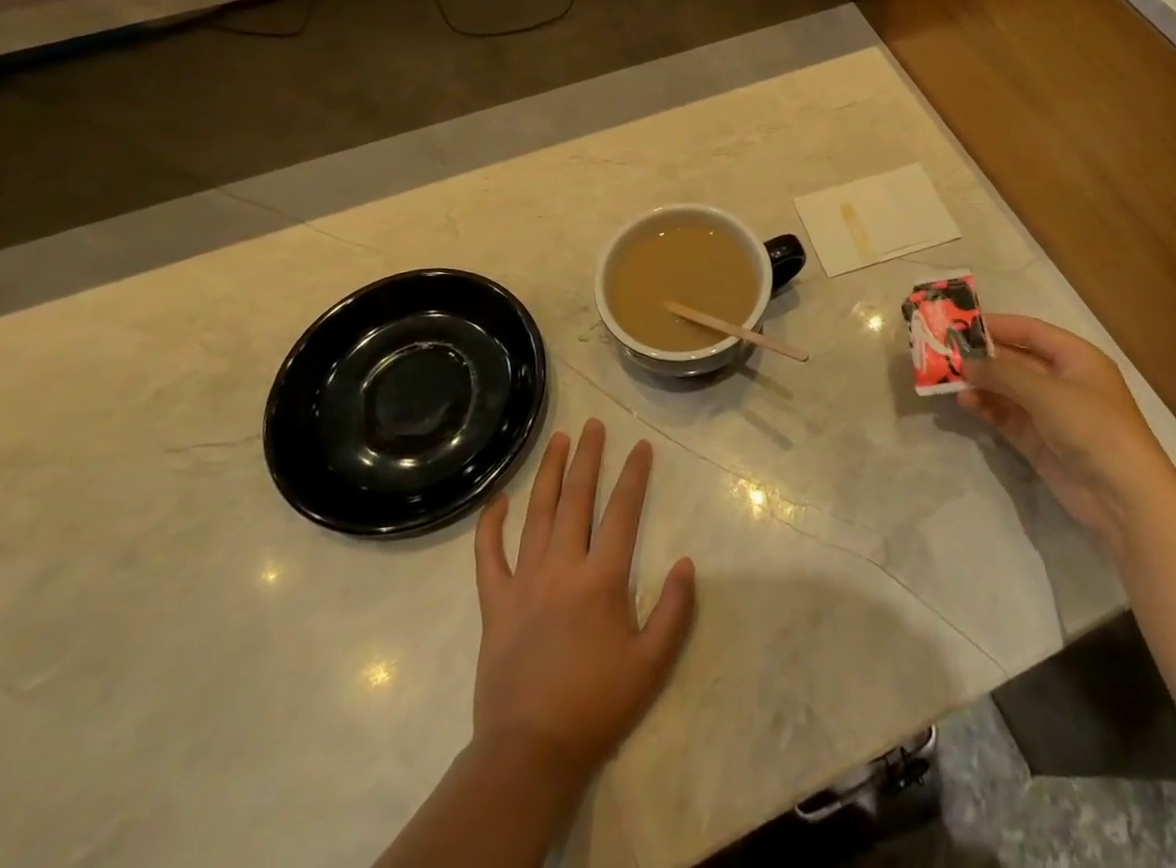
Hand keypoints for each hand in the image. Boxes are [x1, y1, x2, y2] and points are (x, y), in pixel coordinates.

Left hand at [472, 419, 696, 782]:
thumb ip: (674, 611)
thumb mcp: (652, 665)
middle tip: (594, 425)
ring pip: (537, 513)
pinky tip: (498, 499)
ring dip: (549, 473)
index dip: (634, 475)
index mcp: (601, 579)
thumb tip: (686, 562)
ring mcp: (524, 581)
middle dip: (588, 457)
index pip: (623, 512)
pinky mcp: (495, 602)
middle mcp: (562, 567)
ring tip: (559, 440)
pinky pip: (488, 555)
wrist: (530, 751)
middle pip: (577, 499)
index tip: (642, 446)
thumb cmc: (596, 706)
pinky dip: (491, 524)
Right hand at [959, 314, 1175, 556]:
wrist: (1124, 498)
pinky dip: (986, 408)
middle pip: (1016, 360)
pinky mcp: (1039, 440)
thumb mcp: (1046, 392)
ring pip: (1007, 389)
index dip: (997, 325)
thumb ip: (1002, 373)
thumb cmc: (1092, 427)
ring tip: (947, 379)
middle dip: (982, 357)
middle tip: (943, 352)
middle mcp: (1063, 381)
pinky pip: (1006, 416)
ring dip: (980, 383)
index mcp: (1076, 358)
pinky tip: (964, 403)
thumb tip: (965, 362)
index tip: (960, 322)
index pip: (1031, 331)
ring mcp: (1051, 413)